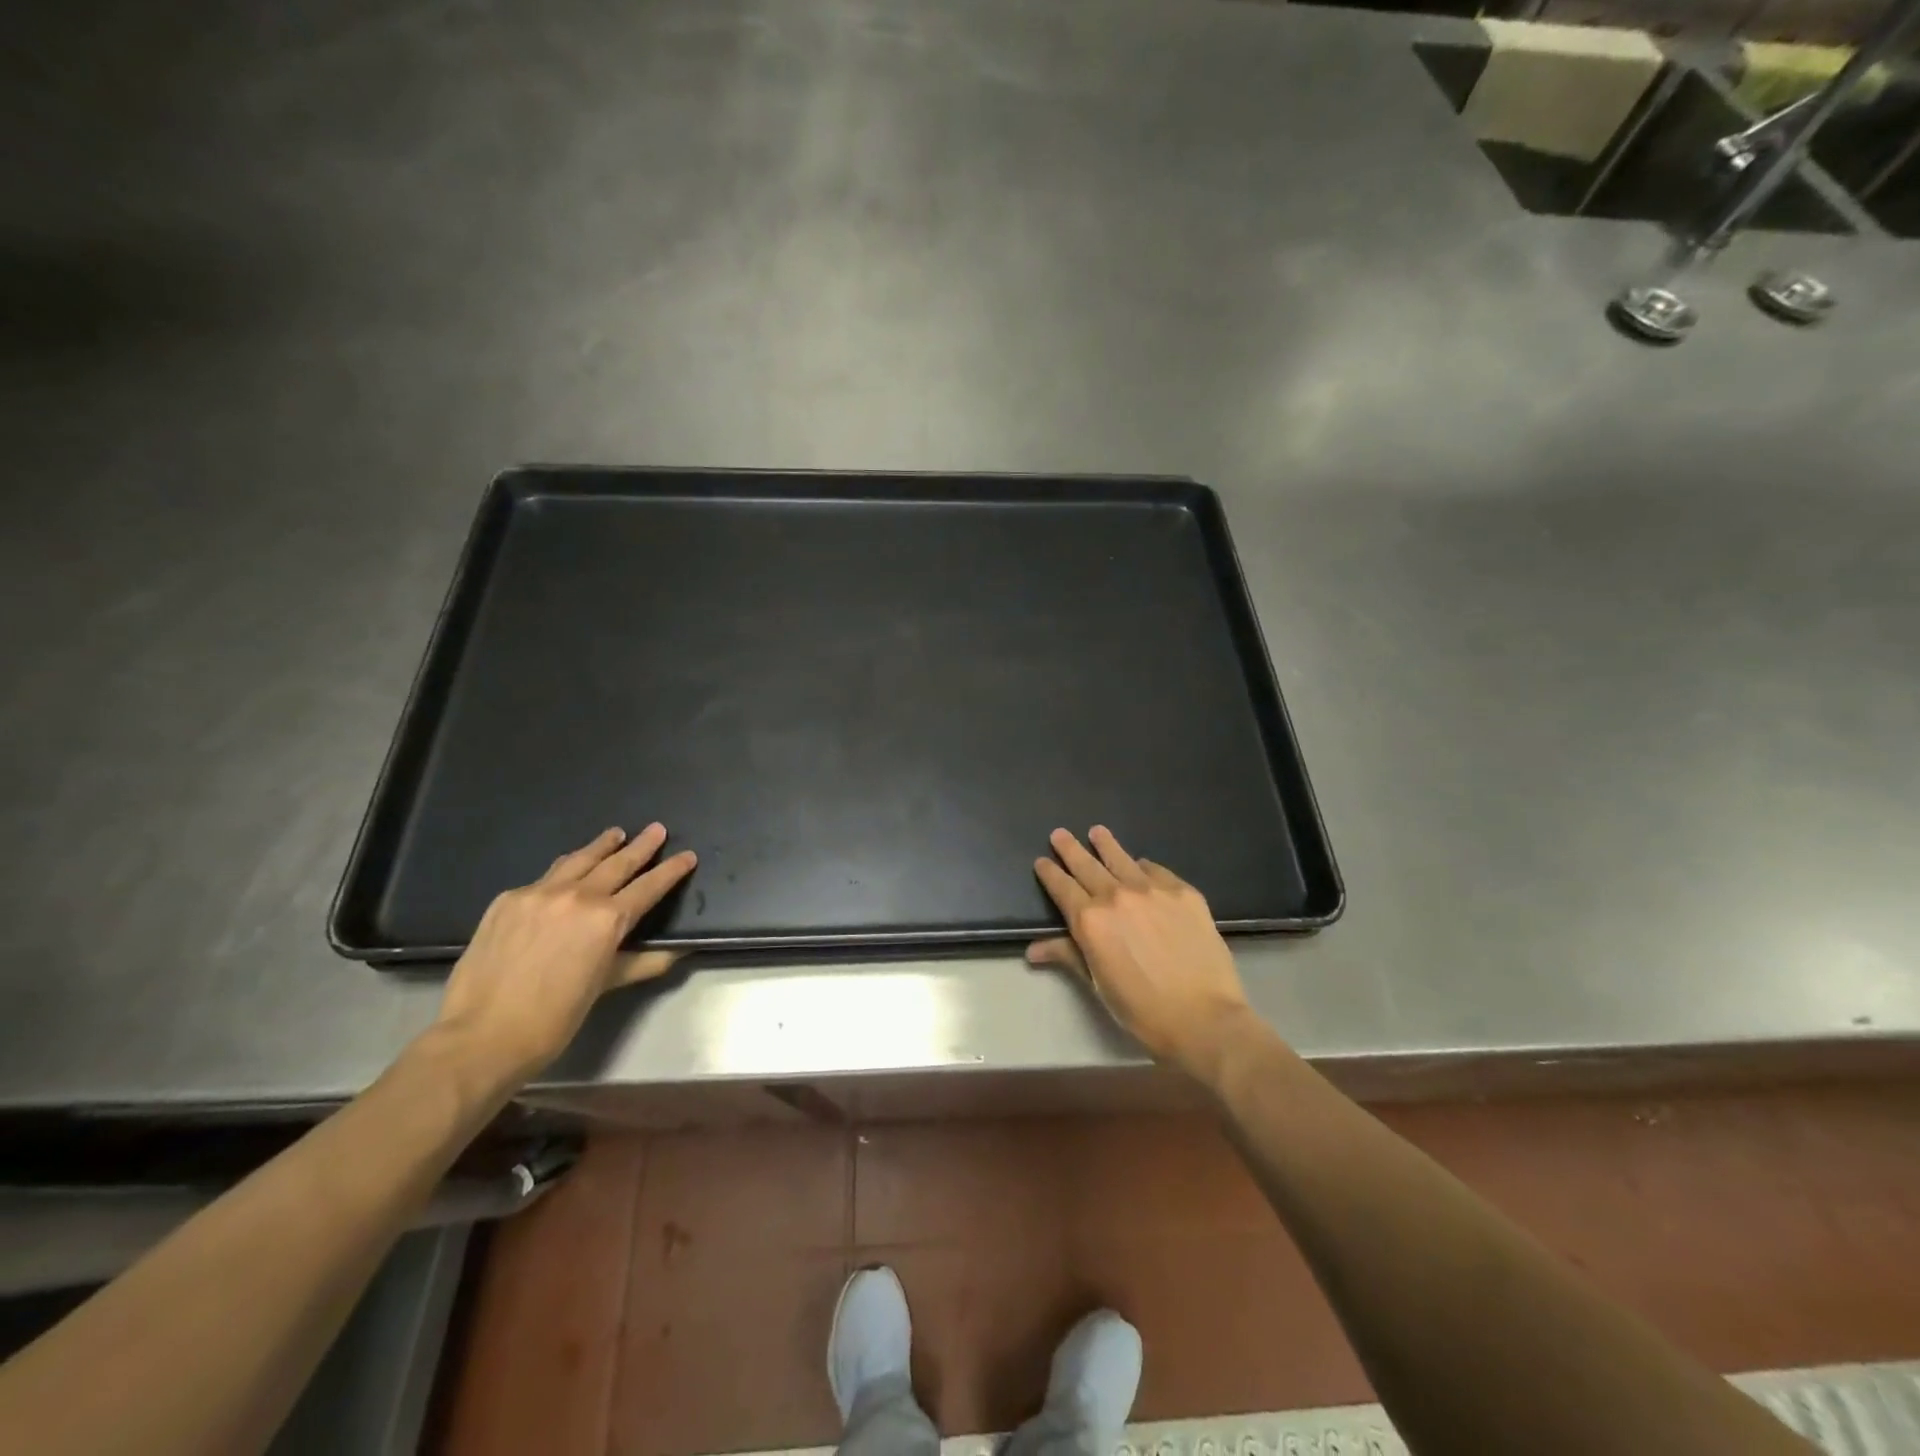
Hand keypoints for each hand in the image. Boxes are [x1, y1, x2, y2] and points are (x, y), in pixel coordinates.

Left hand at [431, 824, 697, 1086]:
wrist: (481, 1035)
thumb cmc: (554, 1019)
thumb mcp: (605, 987)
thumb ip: (643, 962)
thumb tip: (677, 952)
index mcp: (607, 920)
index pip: (649, 886)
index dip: (671, 870)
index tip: (687, 855)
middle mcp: (577, 896)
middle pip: (617, 863)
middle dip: (641, 846)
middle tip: (657, 829)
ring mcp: (539, 893)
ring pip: (578, 860)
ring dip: (601, 846)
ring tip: (615, 834)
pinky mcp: (508, 899)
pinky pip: (545, 876)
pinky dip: (565, 869)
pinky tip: (567, 870)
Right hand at [1030, 826, 1256, 1079]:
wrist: (1205, 1018)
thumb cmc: (1143, 1010)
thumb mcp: (1099, 985)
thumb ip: (1068, 956)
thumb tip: (1033, 950)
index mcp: (1090, 921)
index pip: (1062, 888)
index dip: (1050, 873)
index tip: (1042, 861)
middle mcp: (1117, 896)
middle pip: (1087, 865)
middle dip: (1070, 849)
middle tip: (1060, 833)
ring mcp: (1153, 890)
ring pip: (1122, 859)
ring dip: (1106, 844)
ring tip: (1097, 831)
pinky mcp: (1184, 892)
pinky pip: (1157, 870)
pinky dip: (1143, 866)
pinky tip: (1142, 865)